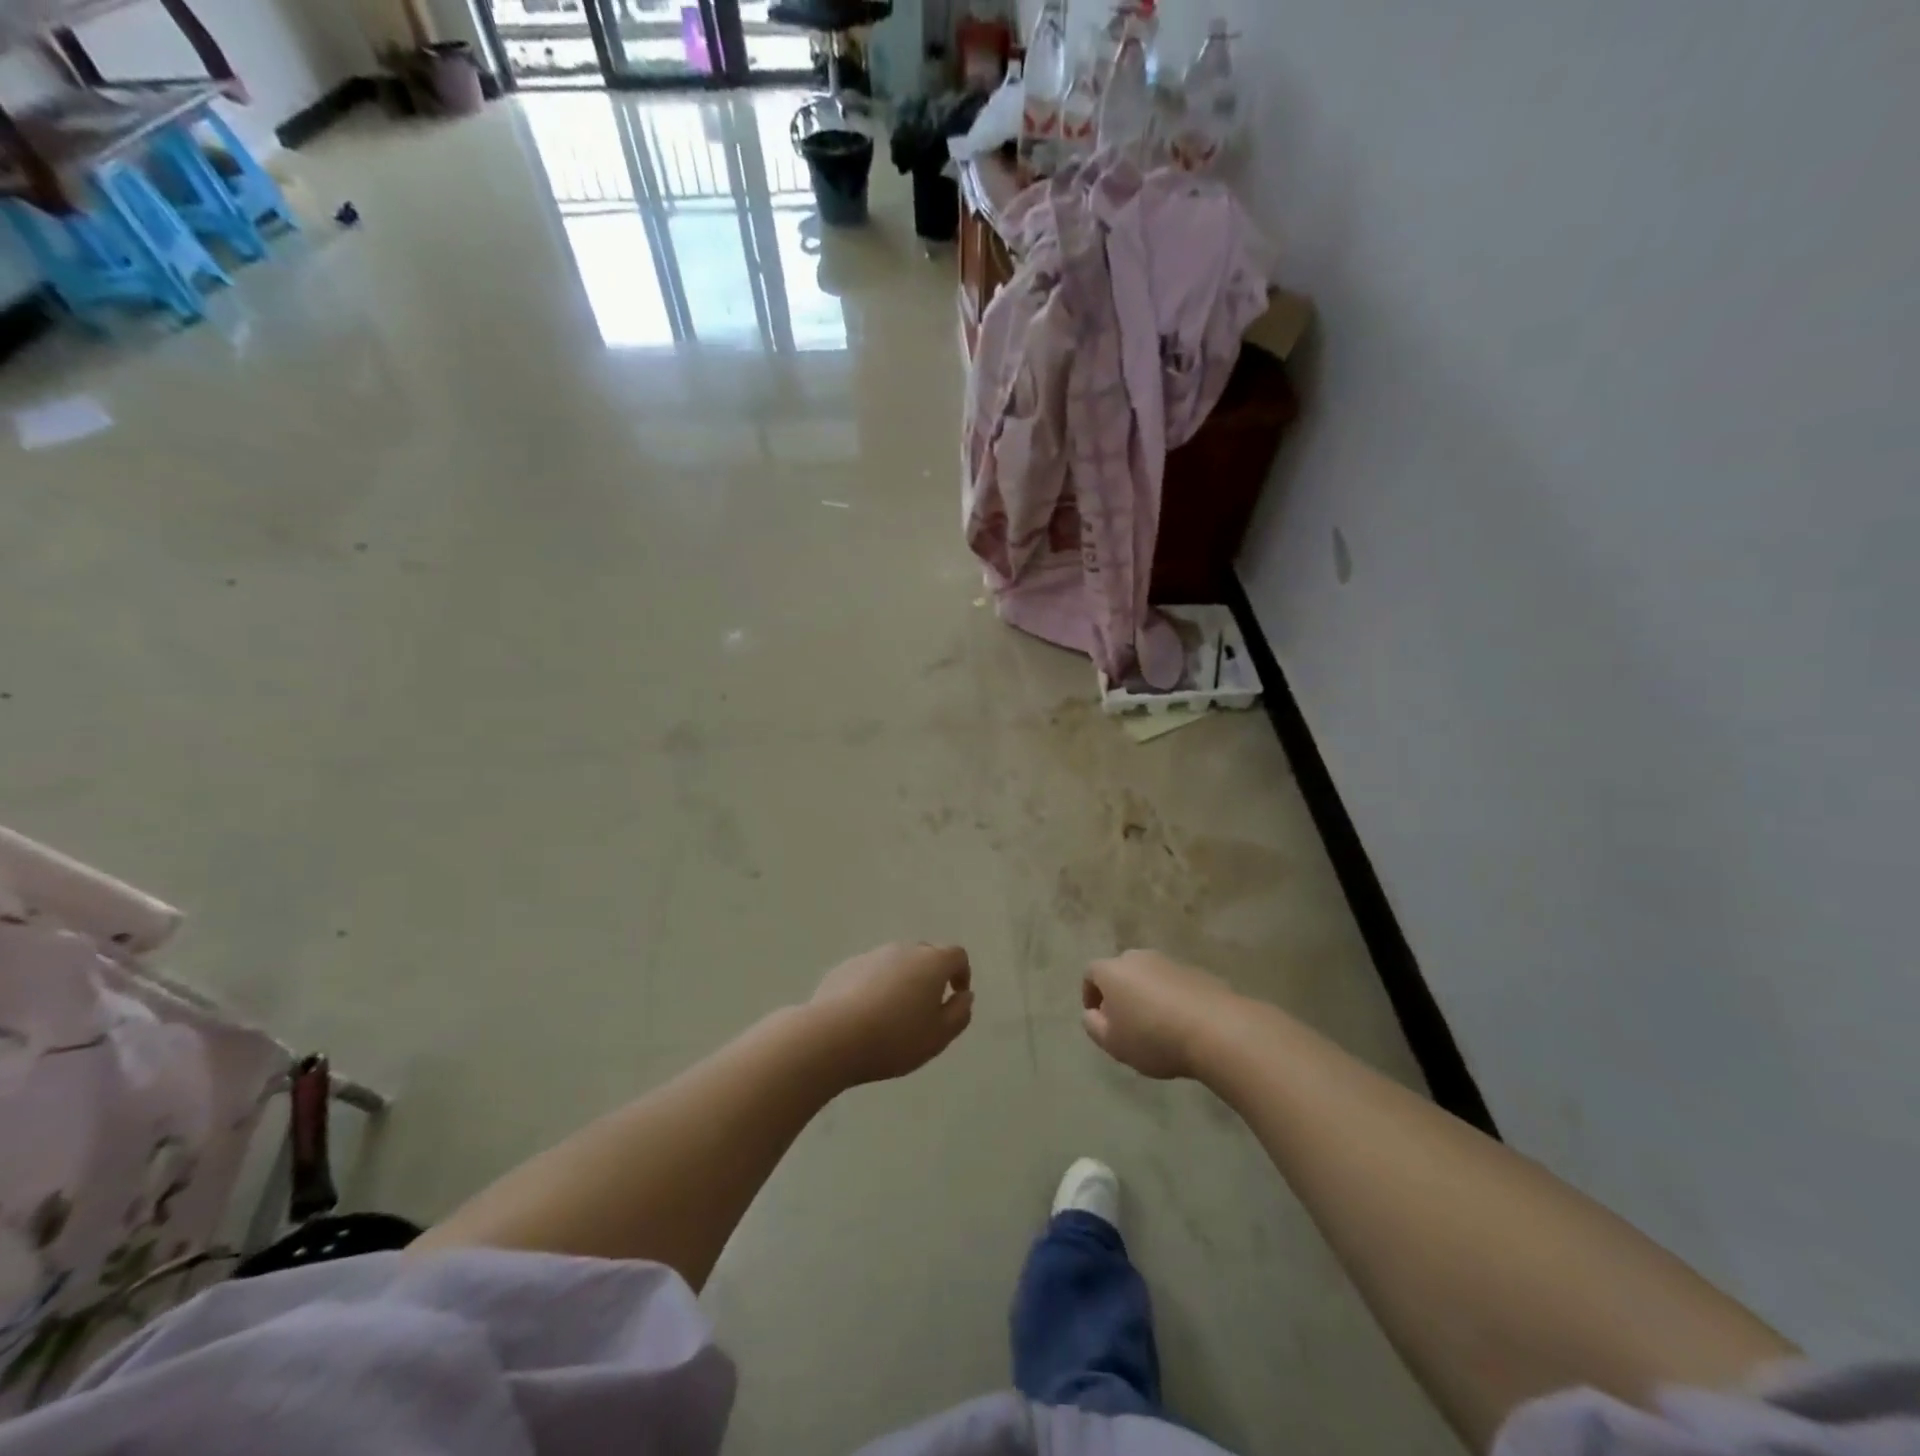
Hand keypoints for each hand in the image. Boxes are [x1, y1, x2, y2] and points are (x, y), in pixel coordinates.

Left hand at [807, 943, 973, 1085]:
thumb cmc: (895, 1038)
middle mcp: (903, 950)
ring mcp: (871, 955)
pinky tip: (865, 1016)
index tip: (956, 996)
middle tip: (925, 1009)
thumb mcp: (939, 1037)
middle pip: (925, 955)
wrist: (833, 1036)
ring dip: (901, 981)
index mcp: (931, 962)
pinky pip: (870, 973)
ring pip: (895, 963)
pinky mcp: (845, 967)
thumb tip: (964, 995)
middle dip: (930, 976)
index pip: (956, 955)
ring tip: (893, 1015)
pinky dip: (875, 987)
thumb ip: (959, 1013)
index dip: (961, 974)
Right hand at [1082, 950, 1239, 1079]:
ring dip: (1146, 995)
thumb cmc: (1153, 1037)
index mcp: (1113, 970)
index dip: (1089, 994)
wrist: (1216, 1029)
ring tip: (1156, 1025)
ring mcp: (1170, 962)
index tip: (1097, 1017)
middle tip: (1125, 1022)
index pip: (1091, 973)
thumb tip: (1092, 1013)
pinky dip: (1172, 998)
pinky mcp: (1197, 972)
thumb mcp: (1112, 1042)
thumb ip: (1093, 1025)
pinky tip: (1181, 1023)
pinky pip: (1174, 984)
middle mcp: (1138, 958)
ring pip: (1149, 976)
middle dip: (1119, 993)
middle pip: (1121, 971)